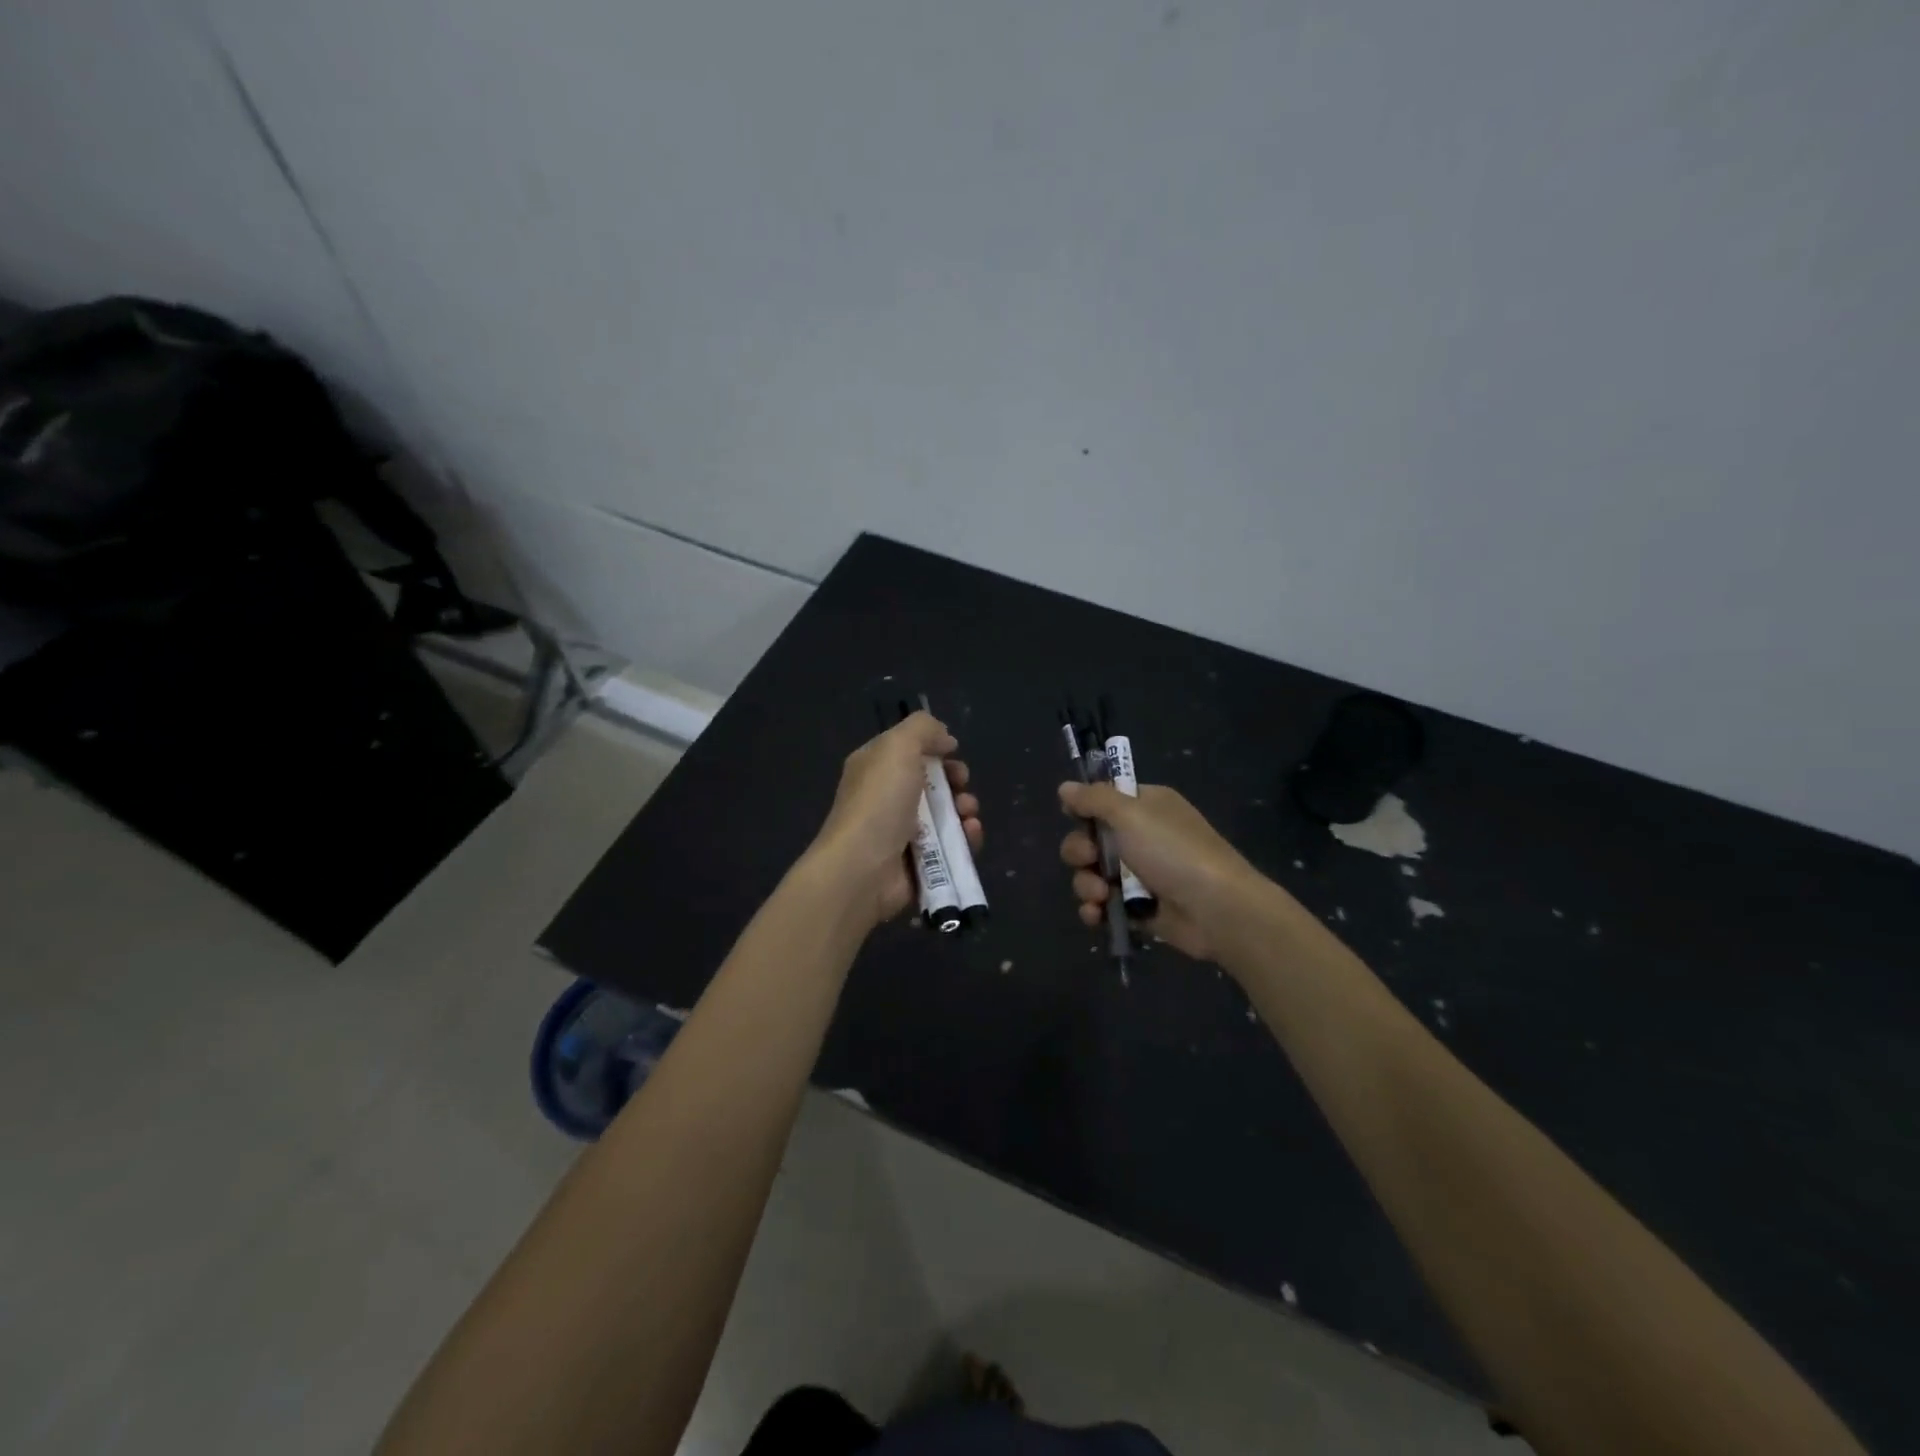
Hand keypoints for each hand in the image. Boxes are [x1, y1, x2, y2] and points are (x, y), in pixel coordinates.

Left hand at [812, 712, 981, 928]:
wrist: (863, 868)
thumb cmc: (879, 801)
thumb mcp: (898, 746)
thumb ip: (923, 729)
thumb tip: (946, 739)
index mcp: (875, 768)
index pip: (909, 750)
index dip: (934, 748)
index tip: (952, 752)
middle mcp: (887, 798)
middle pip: (932, 782)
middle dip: (955, 780)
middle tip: (961, 784)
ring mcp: (903, 832)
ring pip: (946, 814)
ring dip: (965, 809)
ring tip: (967, 814)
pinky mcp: (920, 862)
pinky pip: (951, 846)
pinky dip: (966, 838)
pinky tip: (970, 834)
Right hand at [1058, 781, 1259, 961]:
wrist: (1217, 909)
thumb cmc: (1174, 851)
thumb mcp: (1131, 813)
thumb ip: (1094, 798)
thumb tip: (1065, 787)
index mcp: (1145, 806)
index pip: (1104, 800)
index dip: (1083, 808)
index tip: (1072, 817)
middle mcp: (1141, 836)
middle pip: (1090, 839)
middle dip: (1080, 851)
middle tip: (1089, 859)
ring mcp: (1139, 874)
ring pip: (1092, 874)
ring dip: (1086, 884)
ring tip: (1100, 895)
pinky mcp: (1138, 908)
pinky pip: (1103, 905)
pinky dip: (1095, 910)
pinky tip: (1096, 915)